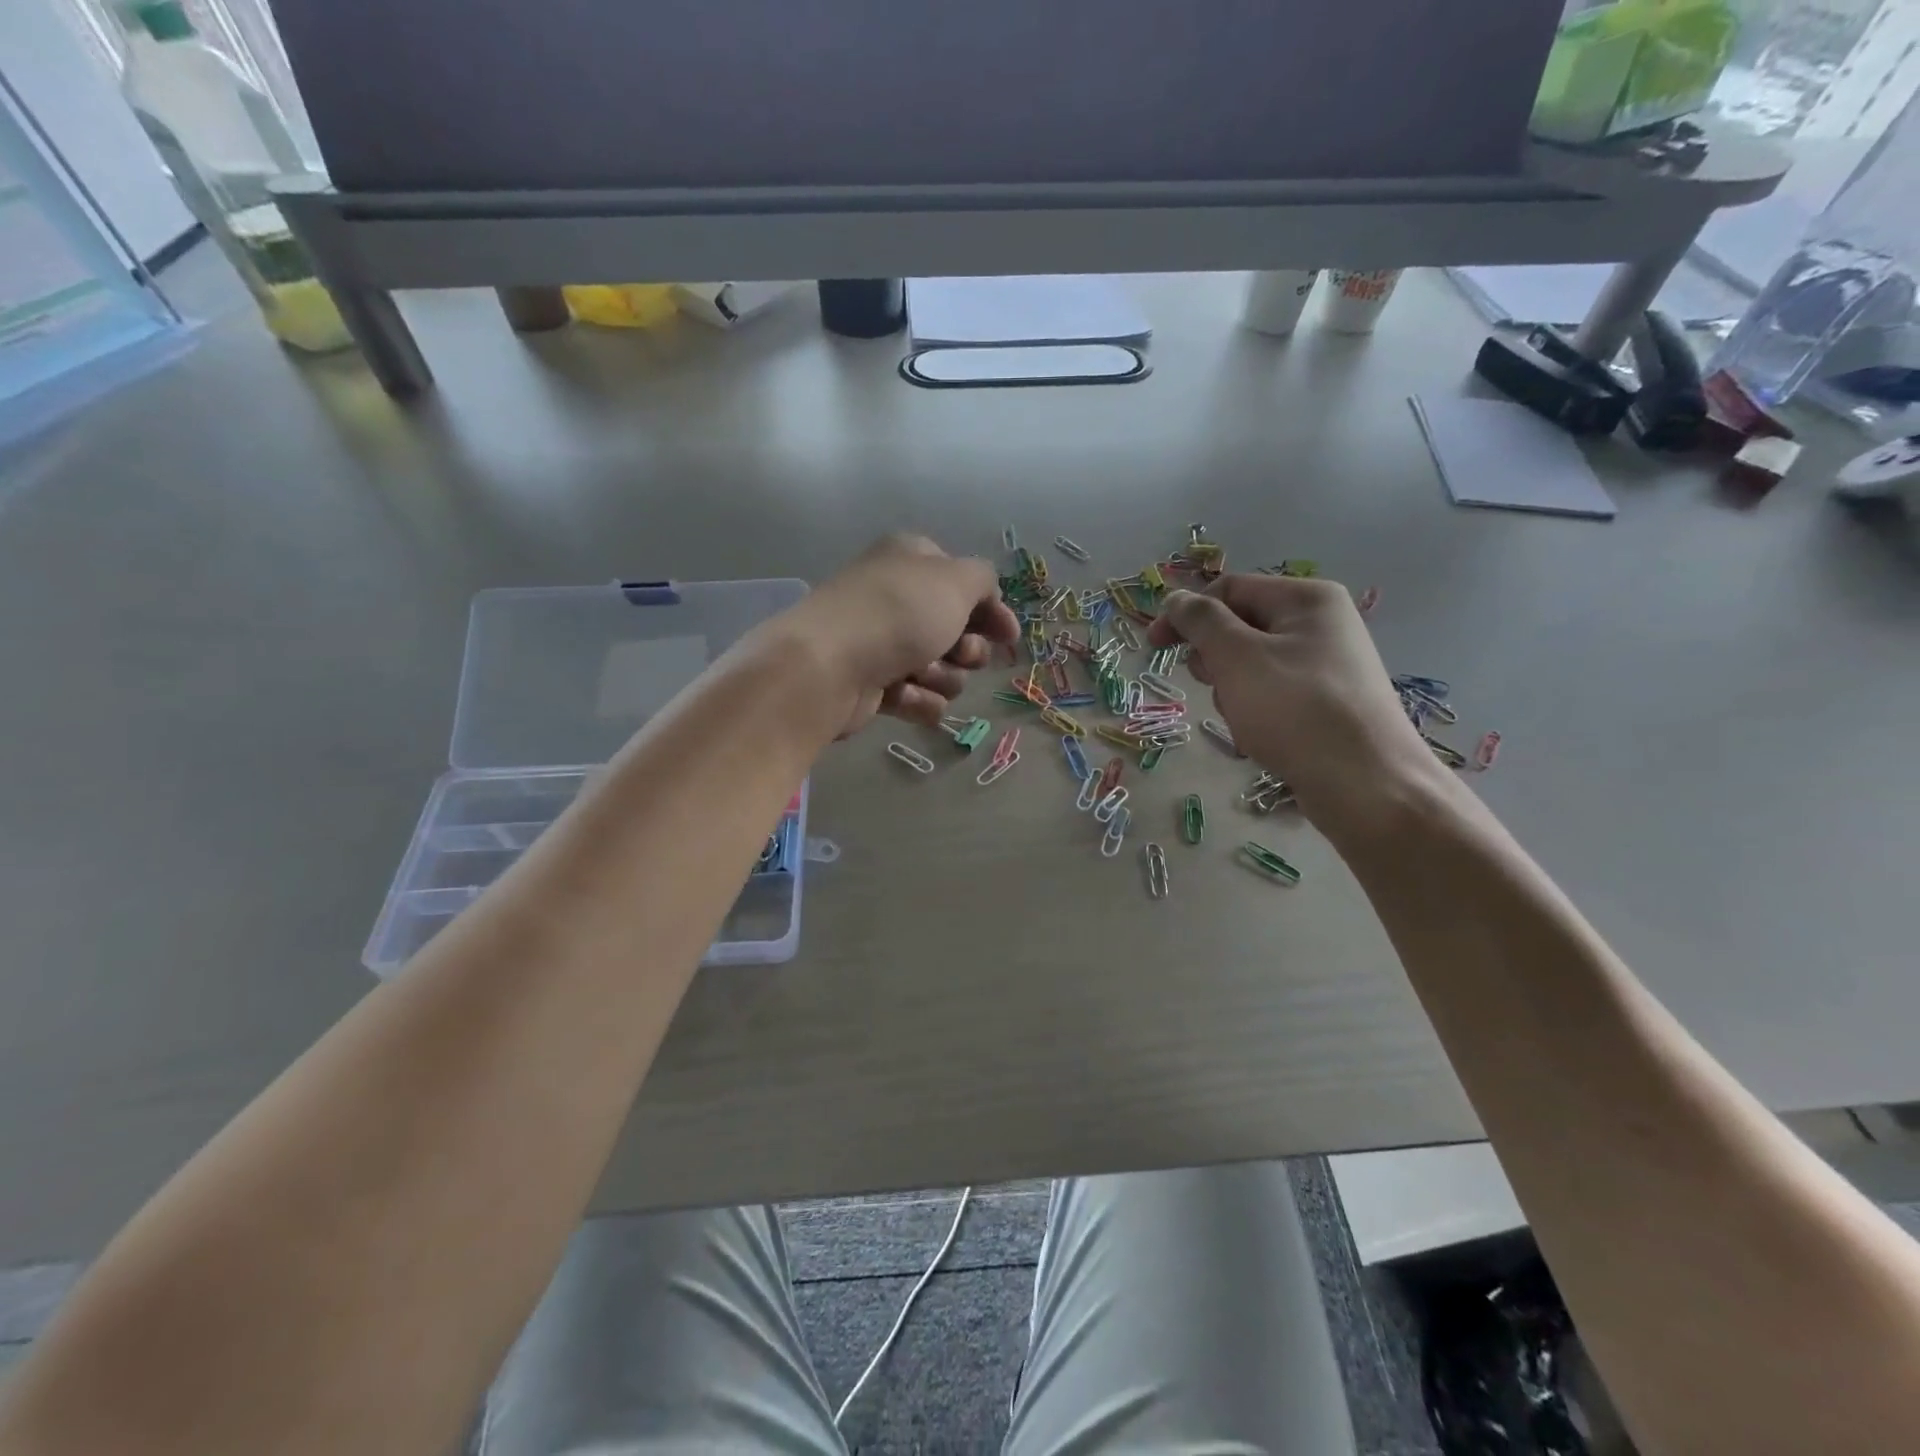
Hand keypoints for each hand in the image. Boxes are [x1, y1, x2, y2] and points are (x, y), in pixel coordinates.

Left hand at [775, 535, 1020, 738]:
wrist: (830, 666)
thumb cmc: (898, 613)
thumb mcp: (956, 580)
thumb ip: (984, 580)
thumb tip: (987, 598)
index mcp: (912, 562)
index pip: (965, 583)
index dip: (991, 611)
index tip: (1007, 636)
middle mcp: (898, 599)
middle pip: (958, 632)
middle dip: (966, 650)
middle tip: (958, 653)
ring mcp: (883, 644)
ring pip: (943, 670)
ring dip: (942, 677)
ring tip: (919, 674)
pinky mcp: (874, 686)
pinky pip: (919, 698)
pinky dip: (918, 701)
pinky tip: (902, 696)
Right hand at [1149, 575, 1445, 841]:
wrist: (1365, 783)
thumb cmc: (1295, 710)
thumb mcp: (1237, 657)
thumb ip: (1200, 621)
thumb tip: (1175, 599)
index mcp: (1306, 598)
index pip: (1228, 589)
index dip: (1186, 614)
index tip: (1154, 647)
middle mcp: (1321, 623)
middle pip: (1240, 626)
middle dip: (1214, 657)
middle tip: (1214, 686)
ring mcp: (1326, 663)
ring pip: (1251, 664)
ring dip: (1231, 689)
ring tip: (1244, 718)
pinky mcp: (1325, 701)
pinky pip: (1272, 692)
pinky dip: (1254, 709)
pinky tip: (1260, 735)